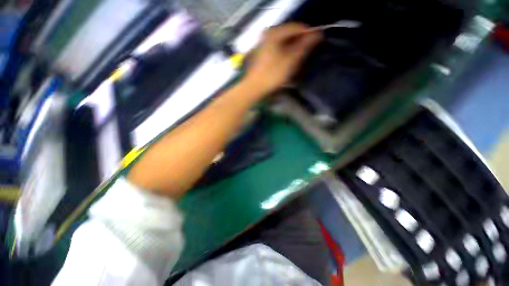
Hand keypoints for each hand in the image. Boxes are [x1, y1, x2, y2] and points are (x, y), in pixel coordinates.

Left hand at [244, 23, 321, 96]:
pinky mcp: (262, 53)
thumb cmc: (272, 75)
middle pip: (289, 34)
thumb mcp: (290, 61)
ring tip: (297, 60)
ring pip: (283, 42)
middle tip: (306, 53)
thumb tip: (317, 34)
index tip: (316, 42)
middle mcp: (268, 34)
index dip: (308, 33)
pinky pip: (278, 48)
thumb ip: (304, 46)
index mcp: (275, 33)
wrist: (254, 87)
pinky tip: (287, 62)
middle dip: (299, 42)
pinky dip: (284, 53)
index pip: (296, 27)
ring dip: (292, 49)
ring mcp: (264, 43)